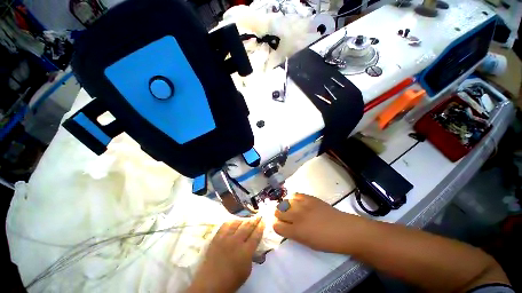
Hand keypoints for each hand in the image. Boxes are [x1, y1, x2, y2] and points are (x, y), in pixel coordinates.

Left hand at [187, 217, 264, 292]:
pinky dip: (232, 221)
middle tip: (259, 215)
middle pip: (248, 227)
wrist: (209, 284)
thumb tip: (252, 245)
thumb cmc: (231, 280)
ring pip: (237, 223)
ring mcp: (225, 238)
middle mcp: (236, 242)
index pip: (256, 235)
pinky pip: (225, 225)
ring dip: (244, 220)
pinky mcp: (217, 237)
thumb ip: (251, 256)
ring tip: (248, 219)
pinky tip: (234, 222)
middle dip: (255, 220)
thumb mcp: (247, 271)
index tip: (264, 221)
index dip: (261, 227)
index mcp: (245, 252)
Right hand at [273, 193, 350, 252]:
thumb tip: (286, 227)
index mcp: (296, 231)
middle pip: (278, 212)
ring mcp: (303, 205)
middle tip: (282, 216)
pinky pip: (296, 195)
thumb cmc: (327, 241)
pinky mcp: (309, 198)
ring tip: (288, 208)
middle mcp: (297, 216)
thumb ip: (294, 234)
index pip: (277, 226)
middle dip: (278, 215)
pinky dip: (294, 198)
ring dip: (284, 206)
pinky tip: (296, 201)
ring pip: (285, 202)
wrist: (343, 229)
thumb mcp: (308, 243)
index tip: (278, 226)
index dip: (276, 226)